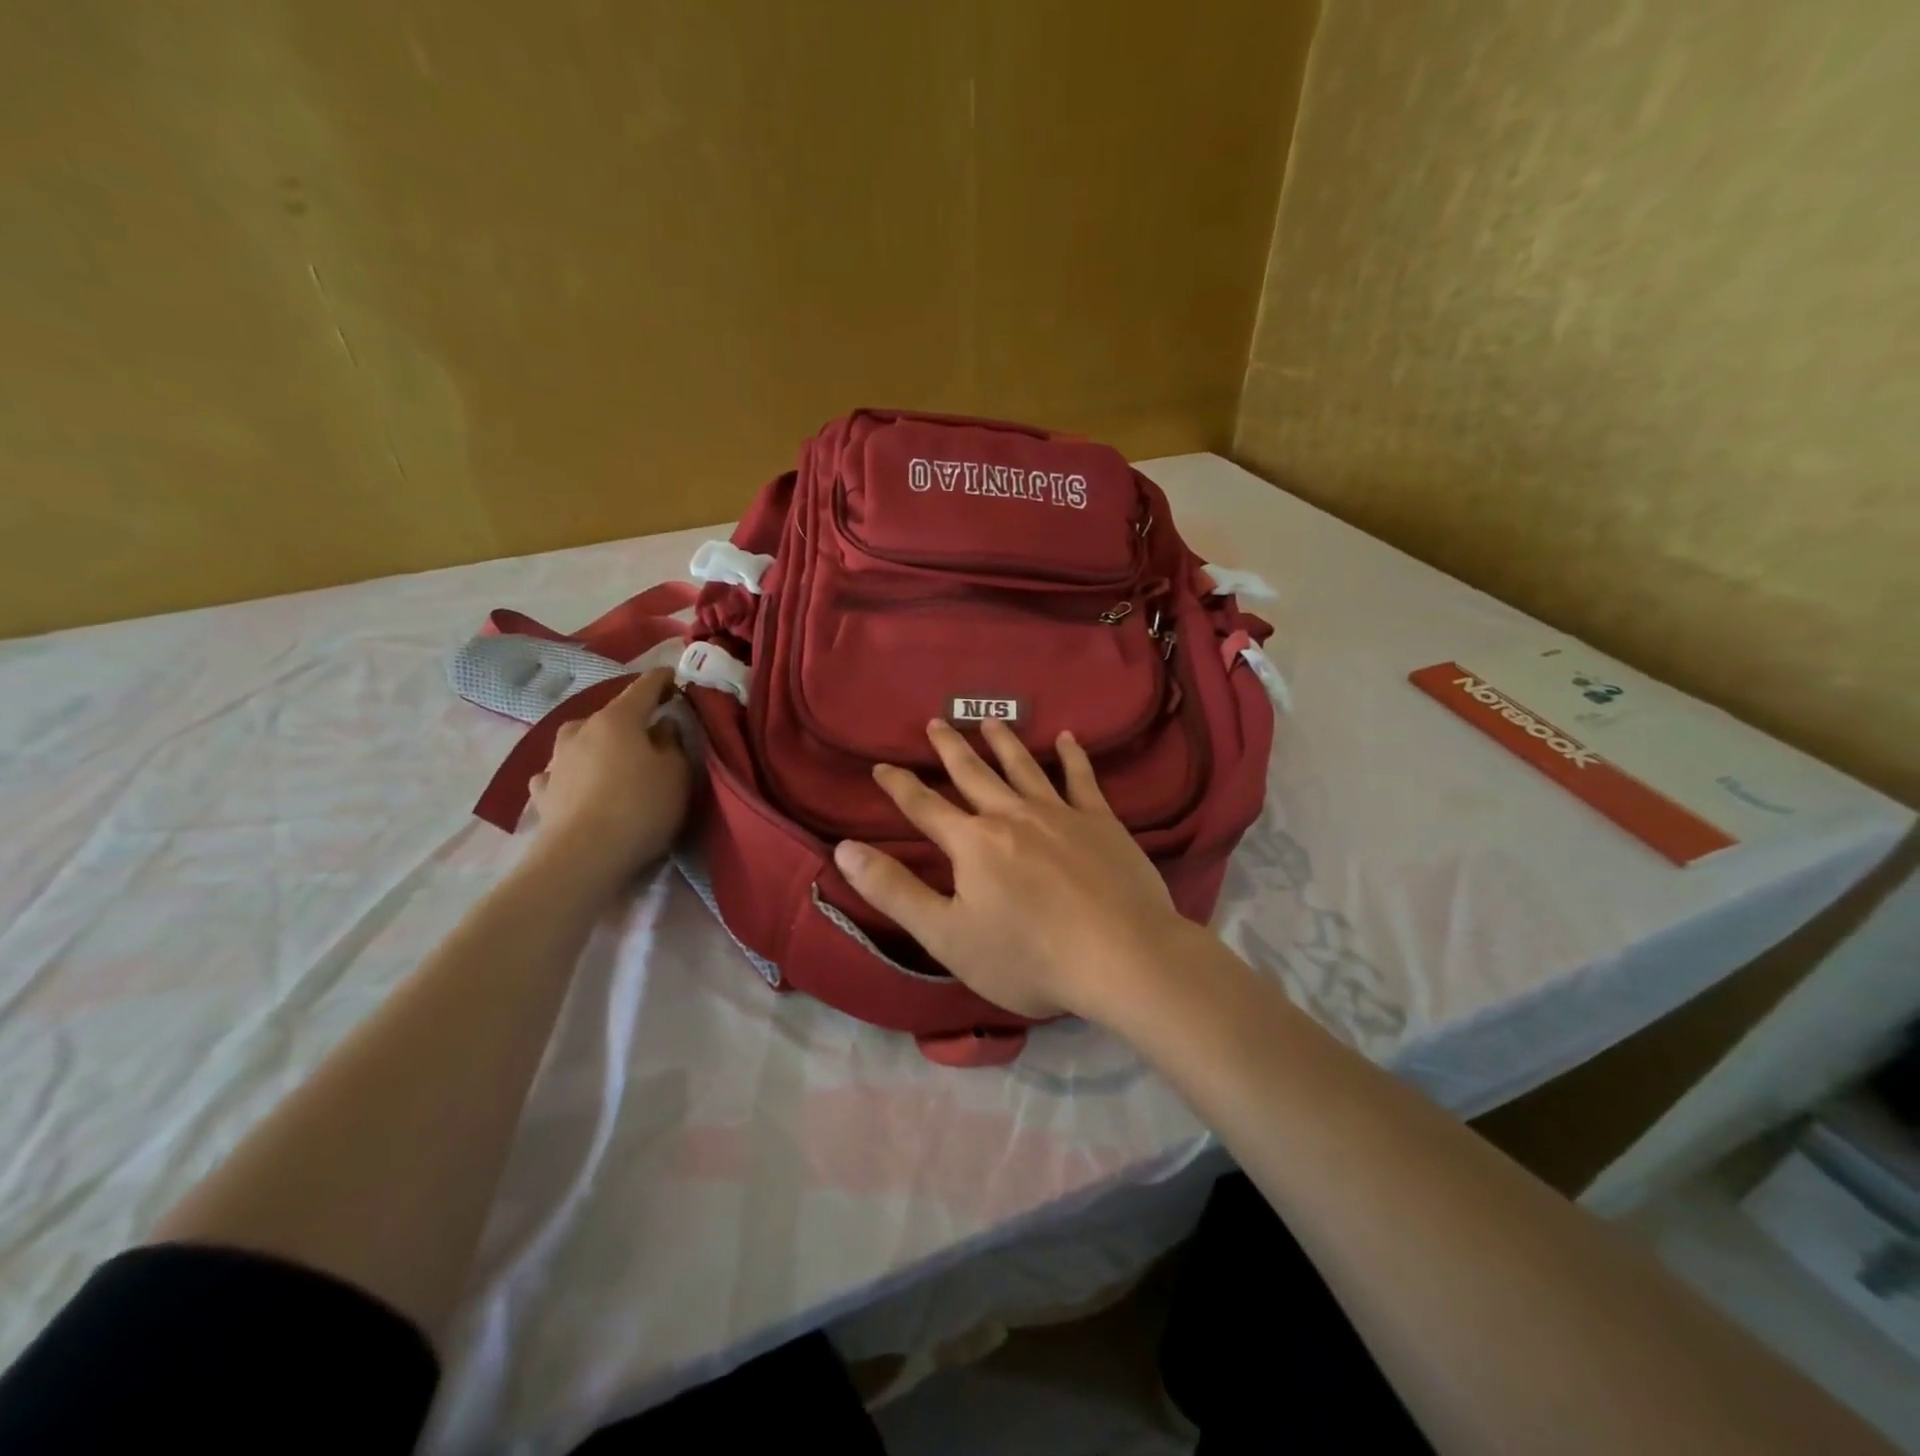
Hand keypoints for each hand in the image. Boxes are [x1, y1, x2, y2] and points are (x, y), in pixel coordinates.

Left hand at [526, 668, 690, 889]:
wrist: (583, 858)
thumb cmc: (640, 807)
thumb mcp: (677, 773)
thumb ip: (674, 742)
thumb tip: (663, 724)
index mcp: (617, 719)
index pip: (643, 687)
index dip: (661, 680)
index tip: (674, 677)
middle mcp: (580, 730)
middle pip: (609, 715)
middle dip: (629, 719)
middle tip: (649, 733)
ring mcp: (556, 761)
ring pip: (580, 741)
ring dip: (597, 744)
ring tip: (612, 759)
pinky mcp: (543, 793)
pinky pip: (560, 773)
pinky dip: (571, 773)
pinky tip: (575, 784)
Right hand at [833, 718, 1192, 1020]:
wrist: (1121, 956)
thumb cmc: (1028, 956)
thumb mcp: (947, 935)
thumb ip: (894, 891)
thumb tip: (844, 850)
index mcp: (972, 843)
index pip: (925, 807)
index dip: (900, 786)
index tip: (882, 766)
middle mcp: (1012, 815)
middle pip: (973, 774)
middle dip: (950, 748)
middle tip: (935, 723)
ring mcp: (1060, 813)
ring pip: (1023, 767)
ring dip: (1003, 742)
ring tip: (989, 721)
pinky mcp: (1101, 821)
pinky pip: (1081, 778)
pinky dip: (1072, 756)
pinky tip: (1068, 738)